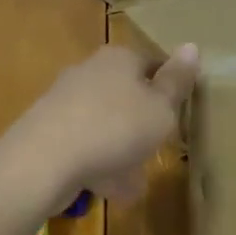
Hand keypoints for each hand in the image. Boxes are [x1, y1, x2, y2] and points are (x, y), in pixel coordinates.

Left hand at [0, 44, 199, 209]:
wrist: (43, 160)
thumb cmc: (115, 127)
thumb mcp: (160, 108)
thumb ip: (177, 82)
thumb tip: (192, 45)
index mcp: (119, 58)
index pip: (152, 62)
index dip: (169, 87)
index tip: (180, 113)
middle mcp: (90, 71)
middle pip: (127, 94)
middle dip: (142, 123)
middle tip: (159, 149)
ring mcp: (65, 101)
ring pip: (105, 123)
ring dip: (121, 149)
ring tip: (135, 180)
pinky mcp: (47, 130)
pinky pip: (84, 145)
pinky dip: (98, 163)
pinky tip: (108, 189)